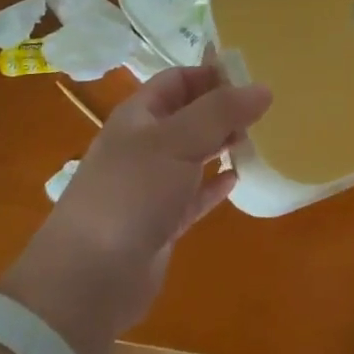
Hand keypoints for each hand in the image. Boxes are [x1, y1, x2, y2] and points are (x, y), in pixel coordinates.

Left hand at [0, 65, 270, 353]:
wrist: (89, 279)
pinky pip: (194, 195)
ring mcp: (151, 185)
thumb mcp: (177, 141)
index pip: (178, 79)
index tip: (252, 75)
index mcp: (139, 115)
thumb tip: (263, 88)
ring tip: (259, 138)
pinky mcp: (161, 222)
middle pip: (188, 115)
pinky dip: (214, 186)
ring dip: (222, 145)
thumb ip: (220, 112)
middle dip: (222, 109)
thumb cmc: (131, 194)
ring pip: (193, 154)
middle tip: (265, 109)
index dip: (212, 73)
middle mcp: (144, 145)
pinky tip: (238, 179)